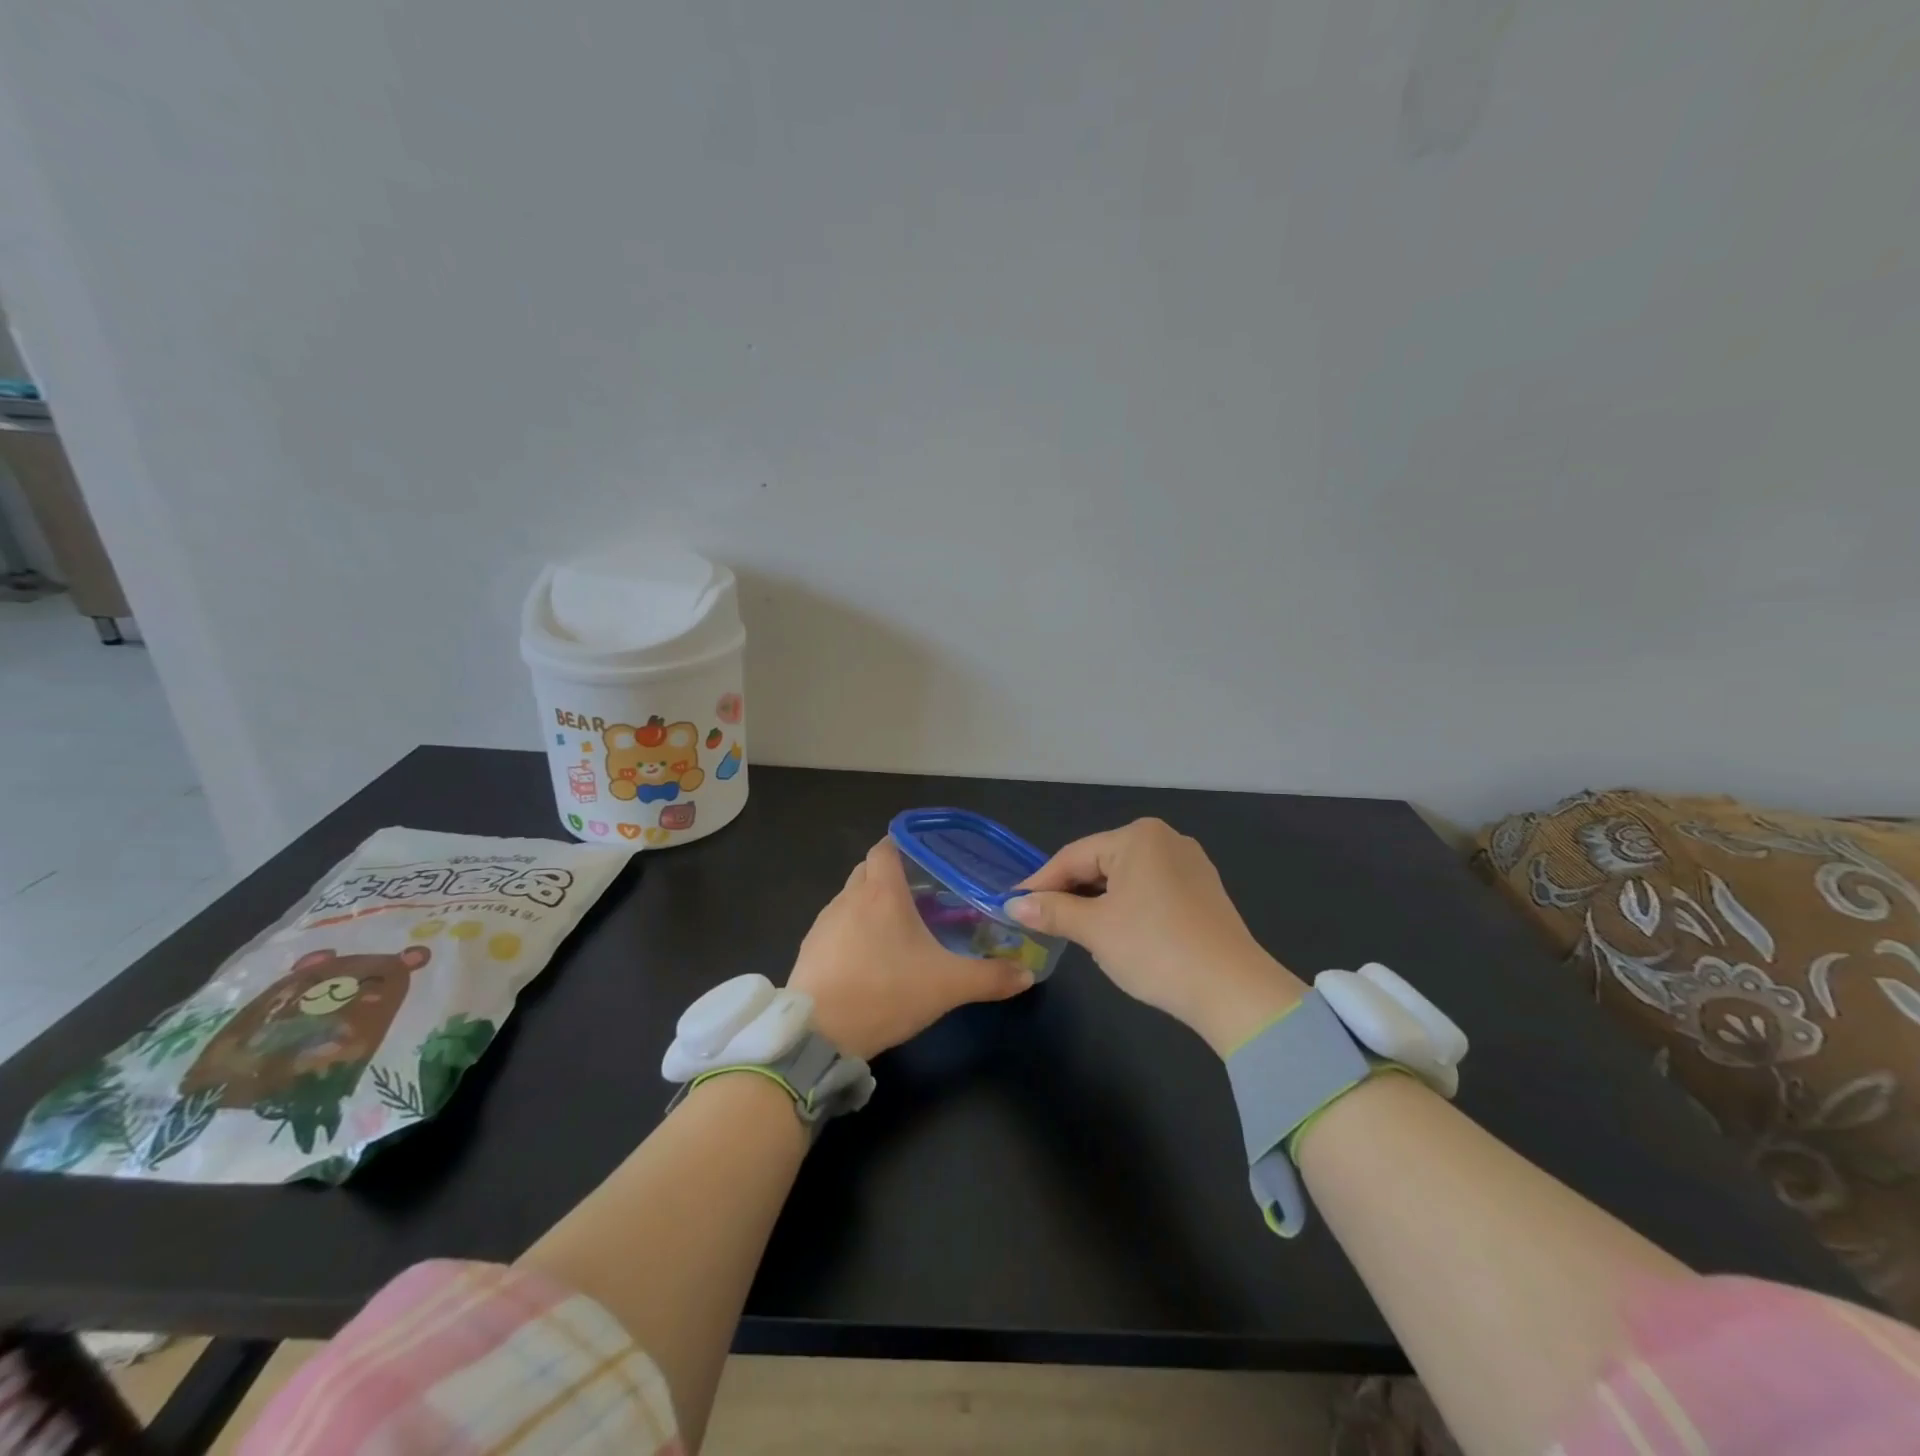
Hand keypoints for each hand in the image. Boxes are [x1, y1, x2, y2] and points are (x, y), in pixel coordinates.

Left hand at [787, 839, 1034, 1060]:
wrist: (818, 1034)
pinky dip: (853, 931)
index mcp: (882, 892)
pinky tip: (869, 960)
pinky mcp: (810, 948)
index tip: (926, 859)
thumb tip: (1027, 974)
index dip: (904, 846)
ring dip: (871, 905)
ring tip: (897, 930)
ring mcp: (825, 922)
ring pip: (851, 897)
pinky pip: (836, 926)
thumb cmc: (886, 993)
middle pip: (868, 869)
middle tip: (921, 897)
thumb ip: (990, 978)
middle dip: (891, 876)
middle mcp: (849, 897)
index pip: (886, 847)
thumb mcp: (947, 986)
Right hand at [1006, 818, 1305, 1054]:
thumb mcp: (1095, 929)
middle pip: (1101, 863)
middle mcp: (1166, 839)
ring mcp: (1189, 864)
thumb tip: (1015, 905)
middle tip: (1039, 919)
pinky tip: (1116, 931)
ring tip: (1072, 927)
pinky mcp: (1203, 890)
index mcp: (1138, 836)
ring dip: (1097, 901)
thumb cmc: (1155, 948)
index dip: (1040, 883)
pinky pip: (1151, 889)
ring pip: (1126, 878)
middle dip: (1070, 892)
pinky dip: (1126, 906)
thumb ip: (1053, 911)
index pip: (1074, 856)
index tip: (1013, 905)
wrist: (1232, 990)